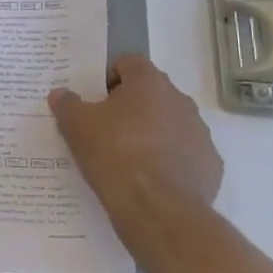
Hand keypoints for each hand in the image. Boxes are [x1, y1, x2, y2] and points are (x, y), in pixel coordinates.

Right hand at [48, 55, 222, 218]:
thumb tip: (61, 94)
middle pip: (151, 93)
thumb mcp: (76, 126)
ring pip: (170, 123)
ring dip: (151, 132)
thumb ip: (67, 103)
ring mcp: (200, 134)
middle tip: (106, 128)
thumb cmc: (114, 154)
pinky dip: (169, 159)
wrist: (158, 210)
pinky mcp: (211, 165)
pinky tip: (150, 178)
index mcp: (149, 83)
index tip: (95, 100)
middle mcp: (180, 101)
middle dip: (130, 106)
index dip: (109, 77)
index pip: (129, 62)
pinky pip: (184, 153)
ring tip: (127, 157)